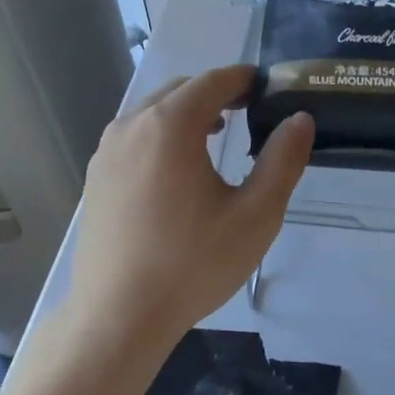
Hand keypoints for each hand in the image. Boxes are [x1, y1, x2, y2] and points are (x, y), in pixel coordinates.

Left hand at [71, 65, 313, 351]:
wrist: (119, 315)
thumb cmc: (193, 263)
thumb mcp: (256, 215)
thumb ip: (282, 160)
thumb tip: (299, 120)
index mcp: (170, 125)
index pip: (213, 81)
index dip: (244, 79)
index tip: (268, 88)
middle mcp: (131, 126)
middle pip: (180, 90)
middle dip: (216, 93)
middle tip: (250, 110)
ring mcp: (106, 151)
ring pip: (153, 112)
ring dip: (187, 113)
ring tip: (217, 134)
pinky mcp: (95, 177)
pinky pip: (135, 137)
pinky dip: (162, 135)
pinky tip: (179, 170)